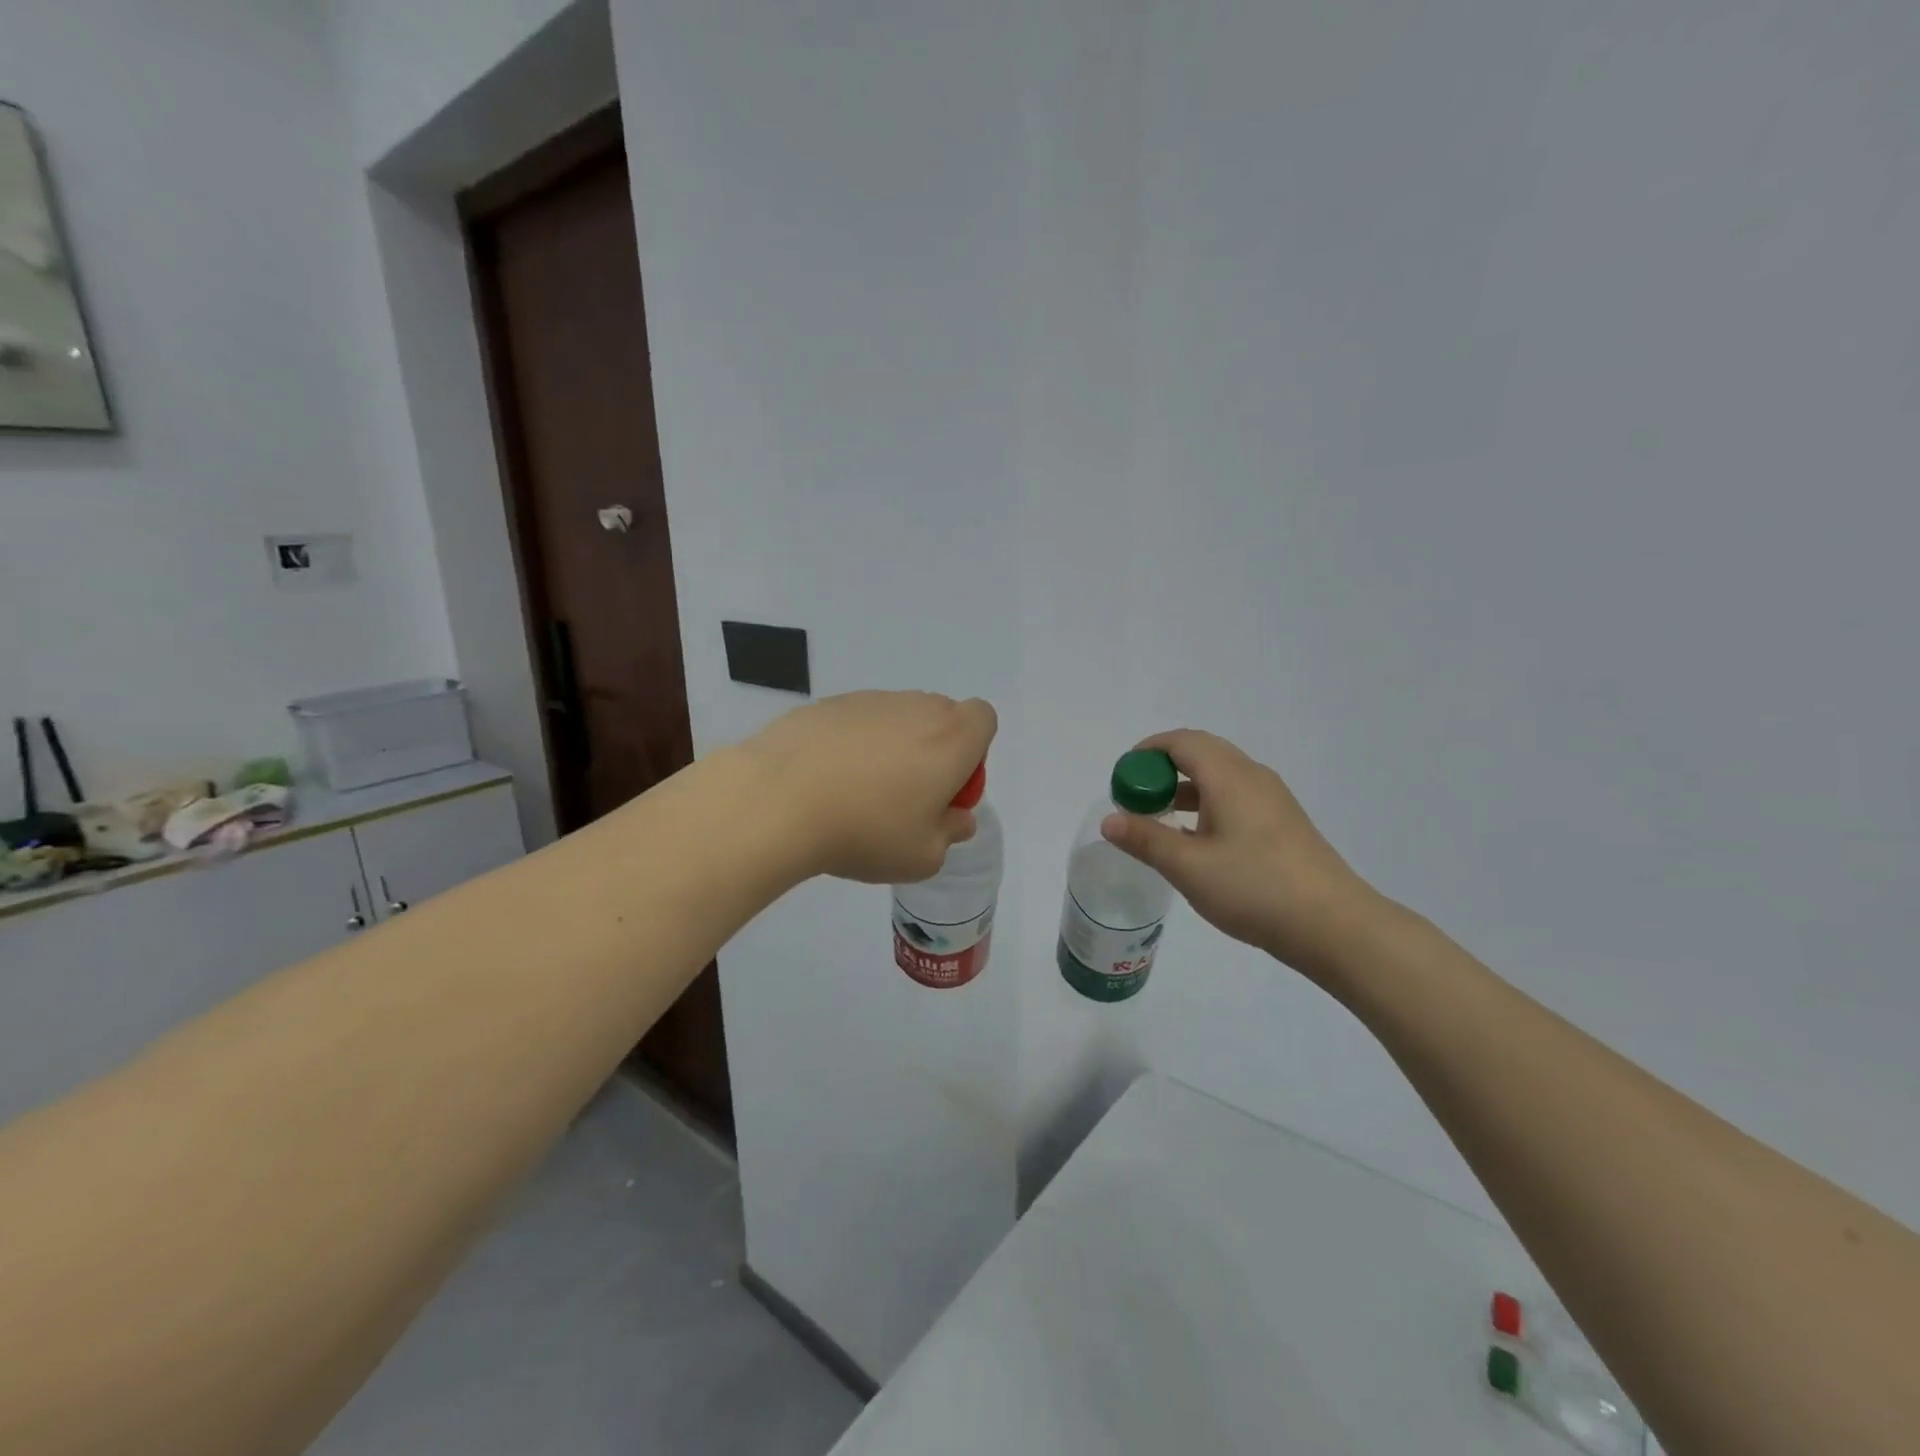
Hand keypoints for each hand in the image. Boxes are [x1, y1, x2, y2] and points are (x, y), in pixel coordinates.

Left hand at [743, 691, 997, 884]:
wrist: (778, 800)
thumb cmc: (866, 830)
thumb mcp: (923, 856)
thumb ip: (950, 833)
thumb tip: (956, 818)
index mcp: (952, 737)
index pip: (983, 719)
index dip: (973, 753)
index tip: (946, 790)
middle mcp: (915, 707)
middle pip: (940, 717)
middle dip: (933, 750)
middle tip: (906, 798)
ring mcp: (868, 700)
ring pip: (896, 718)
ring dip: (891, 747)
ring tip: (856, 793)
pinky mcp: (826, 704)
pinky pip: (854, 722)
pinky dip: (850, 744)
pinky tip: (823, 781)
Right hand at [1100, 730, 1379, 983]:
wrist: (1334, 926)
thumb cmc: (1255, 889)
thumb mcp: (1189, 867)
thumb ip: (1146, 839)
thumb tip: (1109, 820)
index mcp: (1230, 777)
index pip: (1182, 742)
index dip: (1147, 751)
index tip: (1122, 778)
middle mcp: (1253, 777)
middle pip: (1201, 753)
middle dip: (1163, 769)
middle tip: (1137, 799)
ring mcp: (1272, 800)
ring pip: (1220, 777)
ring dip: (1185, 789)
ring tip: (1159, 821)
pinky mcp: (1283, 824)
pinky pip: (1235, 798)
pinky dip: (1207, 806)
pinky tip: (1197, 843)